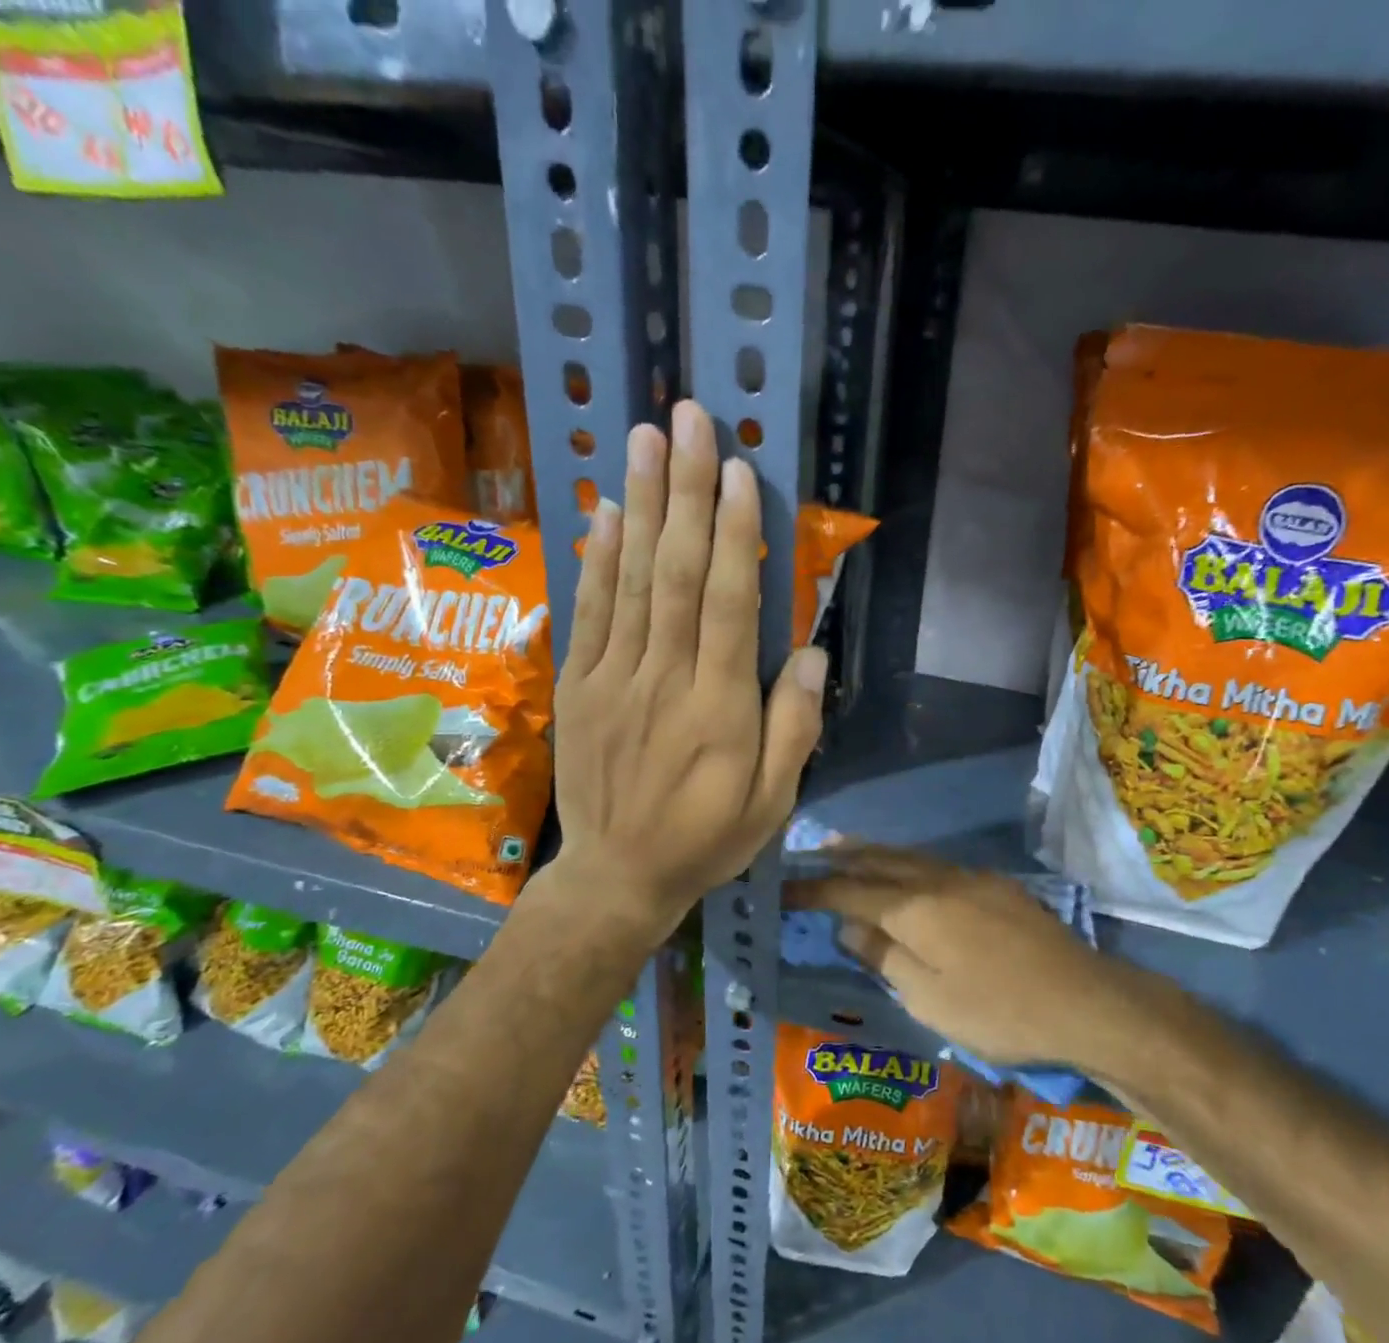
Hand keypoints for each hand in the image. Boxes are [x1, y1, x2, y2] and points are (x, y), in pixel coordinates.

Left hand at [549, 400, 826, 928]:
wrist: (617, 875)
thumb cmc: (707, 838)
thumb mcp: (774, 803)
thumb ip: (794, 728)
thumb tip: (809, 653)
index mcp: (719, 709)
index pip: (728, 605)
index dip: (734, 535)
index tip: (739, 472)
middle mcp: (664, 680)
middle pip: (676, 574)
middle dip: (685, 492)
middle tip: (691, 421)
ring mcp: (613, 679)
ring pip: (629, 580)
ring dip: (639, 505)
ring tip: (646, 440)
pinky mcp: (579, 686)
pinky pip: (589, 612)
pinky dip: (597, 558)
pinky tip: (605, 511)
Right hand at [785, 846, 1122, 1066]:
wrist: (1082, 999)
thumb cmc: (998, 1010)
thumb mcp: (929, 999)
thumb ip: (885, 957)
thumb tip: (849, 928)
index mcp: (914, 908)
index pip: (849, 893)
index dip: (813, 890)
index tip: (783, 889)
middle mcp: (938, 880)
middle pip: (879, 861)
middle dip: (842, 857)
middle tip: (812, 852)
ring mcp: (971, 878)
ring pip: (910, 857)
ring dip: (874, 853)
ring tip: (848, 849)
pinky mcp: (996, 886)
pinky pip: (936, 864)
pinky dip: (908, 862)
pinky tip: (908, 871)